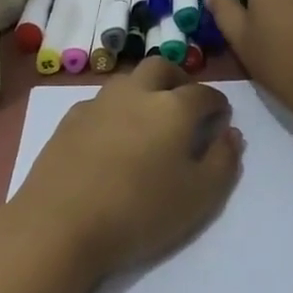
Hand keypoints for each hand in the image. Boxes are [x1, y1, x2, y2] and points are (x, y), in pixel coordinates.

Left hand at [13, 56, 243, 278]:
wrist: (60, 224)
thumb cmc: (139, 211)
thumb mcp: (199, 196)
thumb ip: (224, 161)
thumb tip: (231, 134)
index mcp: (173, 107)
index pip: (204, 93)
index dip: (217, 103)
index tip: (221, 117)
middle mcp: (136, 93)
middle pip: (161, 68)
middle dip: (179, 80)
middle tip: (186, 104)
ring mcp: (99, 103)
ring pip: (128, 81)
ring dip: (145, 90)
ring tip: (150, 119)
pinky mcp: (70, 119)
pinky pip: (101, 102)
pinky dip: (116, 110)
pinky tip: (113, 136)